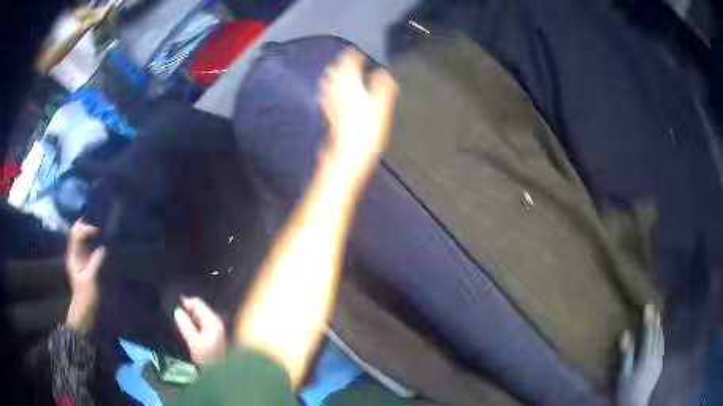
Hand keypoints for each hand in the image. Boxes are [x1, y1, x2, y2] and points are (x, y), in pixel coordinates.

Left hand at [65, 220, 105, 333]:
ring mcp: (79, 258)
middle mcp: (75, 253)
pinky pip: (87, 246)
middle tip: (100, 228)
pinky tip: (101, 243)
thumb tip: (104, 247)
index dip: (86, 228)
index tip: (98, 232)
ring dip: (90, 232)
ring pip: (82, 237)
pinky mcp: (85, 263)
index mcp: (73, 256)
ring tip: (102, 232)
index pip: (76, 233)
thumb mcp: (92, 280)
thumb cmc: (87, 297)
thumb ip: (96, 261)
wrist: (86, 313)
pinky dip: (93, 241)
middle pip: (77, 232)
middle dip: (87, 226)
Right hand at [174, 297, 227, 366]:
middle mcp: (216, 322)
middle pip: (199, 308)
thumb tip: (177, 310)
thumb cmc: (207, 359)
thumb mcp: (194, 342)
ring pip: (200, 316)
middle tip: (173, 313)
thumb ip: (185, 325)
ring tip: (178, 320)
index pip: (197, 303)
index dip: (185, 302)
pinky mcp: (215, 336)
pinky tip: (187, 329)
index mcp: (212, 321)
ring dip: (190, 317)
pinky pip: (202, 323)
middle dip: (187, 310)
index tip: (172, 305)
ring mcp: (217, 329)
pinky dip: (194, 323)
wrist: (221, 373)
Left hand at [319, 48, 397, 178]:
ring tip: (338, 72)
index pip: (349, 63)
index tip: (358, 53)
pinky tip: (329, 92)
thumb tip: (384, 73)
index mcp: (351, 85)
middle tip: (350, 61)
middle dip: (342, 63)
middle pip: (335, 70)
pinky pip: (326, 95)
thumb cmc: (367, 130)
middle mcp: (337, 90)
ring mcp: (330, 102)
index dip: (353, 56)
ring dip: (334, 75)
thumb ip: (383, 87)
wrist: (349, 153)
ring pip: (328, 82)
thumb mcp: (382, 106)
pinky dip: (329, 89)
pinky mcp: (328, 113)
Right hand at [616, 304, 663, 405]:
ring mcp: (658, 362)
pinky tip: (661, 338)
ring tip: (658, 320)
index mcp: (645, 357)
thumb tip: (626, 334)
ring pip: (660, 341)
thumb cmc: (626, 391)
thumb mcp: (622, 376)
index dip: (648, 320)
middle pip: (656, 336)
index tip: (648, 307)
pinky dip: (661, 340)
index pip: (648, 334)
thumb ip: (626, 355)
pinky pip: (662, 349)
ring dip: (659, 329)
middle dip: (655, 322)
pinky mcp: (659, 367)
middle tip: (654, 309)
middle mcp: (654, 356)